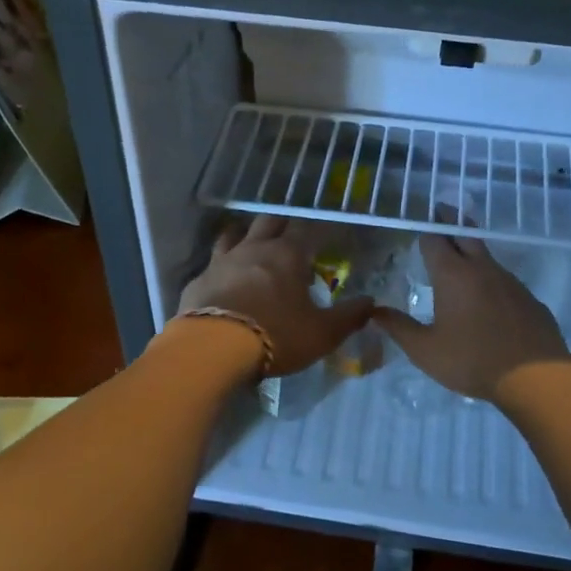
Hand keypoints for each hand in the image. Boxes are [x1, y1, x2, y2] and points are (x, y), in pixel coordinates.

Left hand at [177, 215, 372, 376]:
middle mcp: (254, 248)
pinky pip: (212, 262)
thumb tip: (371, 302)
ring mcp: (223, 261)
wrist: (213, 349)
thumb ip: (349, 316)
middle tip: (291, 235)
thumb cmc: (276, 336)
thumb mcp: (322, 333)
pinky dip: (222, 264)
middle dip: (282, 224)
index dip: (318, 228)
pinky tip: (223, 276)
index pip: (306, 228)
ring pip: (234, 233)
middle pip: (269, 221)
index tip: (326, 233)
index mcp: (288, 254)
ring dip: (246, 234)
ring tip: (253, 242)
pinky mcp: (199, 279)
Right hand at [373, 234, 570, 400]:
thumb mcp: (425, 350)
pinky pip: (505, 281)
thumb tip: (375, 311)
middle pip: (465, 233)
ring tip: (461, 259)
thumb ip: (399, 328)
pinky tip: (489, 299)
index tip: (419, 225)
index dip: (425, 232)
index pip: (434, 240)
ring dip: (472, 252)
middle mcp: (482, 269)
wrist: (535, 377)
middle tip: (441, 211)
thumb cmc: (472, 360)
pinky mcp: (529, 298)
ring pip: (487, 257)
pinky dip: (492, 281)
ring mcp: (510, 281)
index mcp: (453, 275)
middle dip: (451, 220)